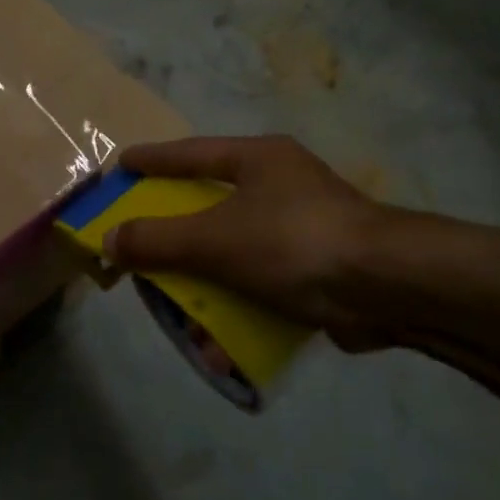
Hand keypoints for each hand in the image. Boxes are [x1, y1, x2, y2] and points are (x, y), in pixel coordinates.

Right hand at [103, 135, 485, 351]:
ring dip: (204, 287)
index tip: (121, 165)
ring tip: (176, 313)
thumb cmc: (292, 242)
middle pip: (211, 207)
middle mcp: (281, 186)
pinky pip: (262, 285)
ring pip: (235, 253)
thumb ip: (157, 240)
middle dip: (175, 237)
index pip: (192, 153)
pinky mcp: (319, 269)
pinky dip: (238, 310)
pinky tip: (218, 346)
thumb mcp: (214, 239)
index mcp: (259, 160)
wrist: (389, 287)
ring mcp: (303, 228)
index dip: (153, 160)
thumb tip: (109, 241)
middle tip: (140, 249)